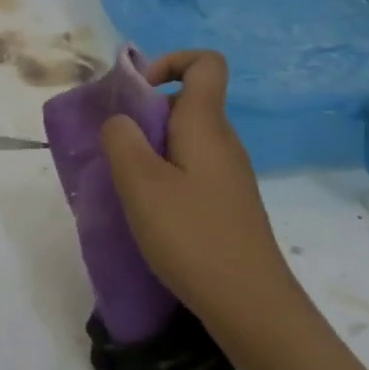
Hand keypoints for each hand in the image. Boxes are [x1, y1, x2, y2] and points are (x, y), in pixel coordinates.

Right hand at [99, 50, 291, 333]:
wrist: (252, 307)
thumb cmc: (193, 237)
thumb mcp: (141, 184)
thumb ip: (121, 139)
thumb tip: (120, 121)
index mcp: (205, 125)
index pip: (205, 63)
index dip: (170, 62)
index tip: (137, 93)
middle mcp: (222, 141)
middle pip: (186, 102)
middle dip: (145, 115)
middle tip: (116, 151)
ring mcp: (229, 174)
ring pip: (184, 139)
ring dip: (150, 150)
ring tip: (128, 186)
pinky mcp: (227, 203)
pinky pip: (191, 168)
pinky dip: (165, 176)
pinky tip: (150, 213)